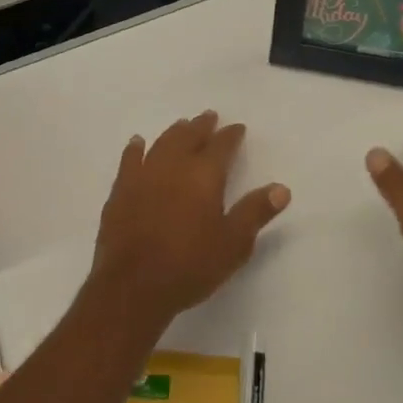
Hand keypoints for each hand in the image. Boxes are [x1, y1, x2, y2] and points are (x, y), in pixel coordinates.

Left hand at [89, 111, 289, 330]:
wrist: (133, 286)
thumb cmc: (190, 265)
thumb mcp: (233, 244)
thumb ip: (256, 212)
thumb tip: (281, 188)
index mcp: (204, 175)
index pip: (222, 146)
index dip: (231, 135)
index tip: (238, 128)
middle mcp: (174, 166)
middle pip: (190, 136)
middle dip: (202, 126)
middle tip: (209, 116)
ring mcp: (144, 175)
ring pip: (162, 143)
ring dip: (174, 132)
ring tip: (182, 125)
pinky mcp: (121, 190)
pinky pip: (129, 160)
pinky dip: (135, 148)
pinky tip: (137, 143)